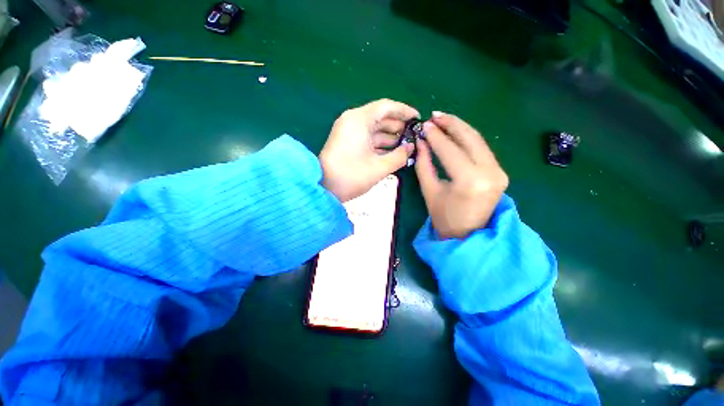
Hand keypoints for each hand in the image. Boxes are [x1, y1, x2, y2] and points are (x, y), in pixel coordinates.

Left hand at [320, 99, 417, 201]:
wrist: (324, 188)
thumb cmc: (351, 176)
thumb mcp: (379, 167)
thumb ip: (399, 156)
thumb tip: (411, 147)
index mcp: (359, 120)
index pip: (386, 107)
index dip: (404, 111)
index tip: (418, 118)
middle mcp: (353, 121)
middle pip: (380, 117)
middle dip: (398, 125)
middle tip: (414, 135)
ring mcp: (348, 132)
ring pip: (374, 129)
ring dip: (390, 136)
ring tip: (406, 144)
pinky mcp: (347, 142)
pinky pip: (367, 138)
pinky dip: (379, 143)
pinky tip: (392, 151)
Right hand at [415, 112, 508, 238]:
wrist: (468, 235)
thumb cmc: (444, 217)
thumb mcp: (429, 190)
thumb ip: (424, 164)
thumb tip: (421, 142)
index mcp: (469, 181)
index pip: (450, 150)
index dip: (435, 136)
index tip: (423, 125)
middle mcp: (490, 172)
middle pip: (470, 138)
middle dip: (451, 124)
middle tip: (434, 115)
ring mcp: (499, 172)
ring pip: (478, 141)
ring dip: (460, 128)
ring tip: (443, 120)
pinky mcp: (500, 172)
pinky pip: (482, 149)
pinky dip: (468, 139)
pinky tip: (456, 133)